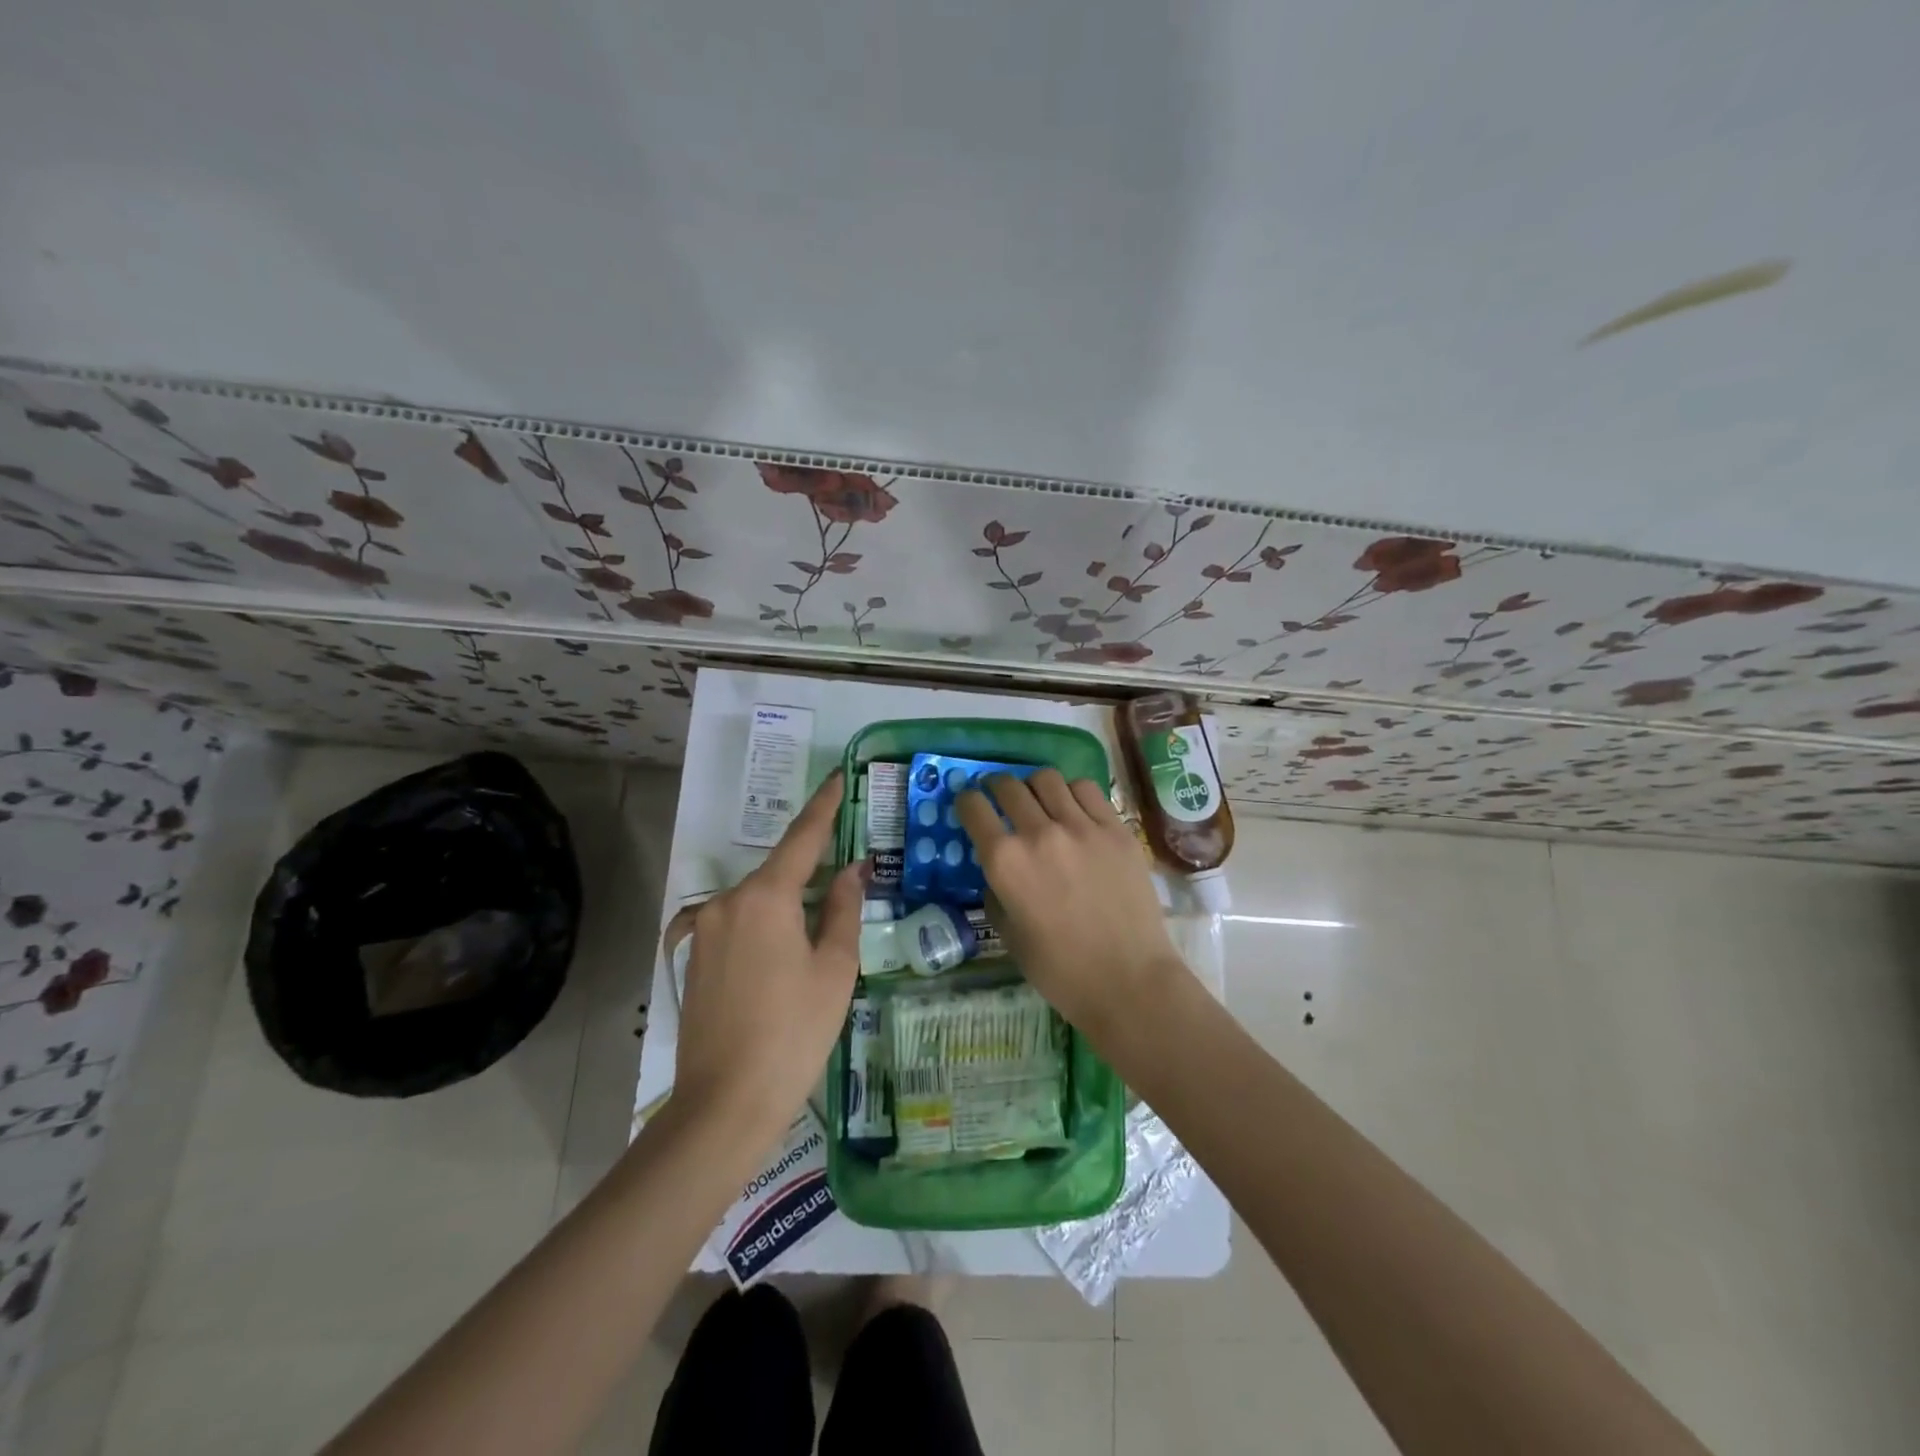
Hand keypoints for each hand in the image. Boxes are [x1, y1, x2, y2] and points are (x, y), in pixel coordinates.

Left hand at [672, 771, 863, 1143]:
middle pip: (778, 873)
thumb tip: (851, 871)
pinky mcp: (692, 955)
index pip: (802, 838)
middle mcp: (726, 901)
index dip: (823, 807)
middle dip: (811, 875)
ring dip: (787, 908)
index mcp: (764, 897)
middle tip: (845, 887)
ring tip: (815, 942)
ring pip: (757, 901)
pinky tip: (781, 962)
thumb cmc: (794, 1033)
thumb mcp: (834, 969)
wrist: (724, 1104)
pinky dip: (764, 928)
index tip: (837, 779)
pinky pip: (737, 925)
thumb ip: (843, 909)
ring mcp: (703, 929)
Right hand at [956, 768, 1190, 1042]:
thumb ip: (996, 895)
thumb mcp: (1009, 936)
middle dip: (996, 788)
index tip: (970, 806)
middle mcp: (1038, 833)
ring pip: (1047, 779)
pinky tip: (1074, 809)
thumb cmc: (1060, 970)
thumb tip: (997, 873)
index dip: (966, 802)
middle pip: (1008, 786)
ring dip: (1034, 786)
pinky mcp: (1116, 828)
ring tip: (1039, 800)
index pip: (973, 808)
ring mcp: (1081, 826)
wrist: (1129, 980)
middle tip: (999, 798)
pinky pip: (1087, 789)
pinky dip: (1071, 792)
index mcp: (1005, 862)